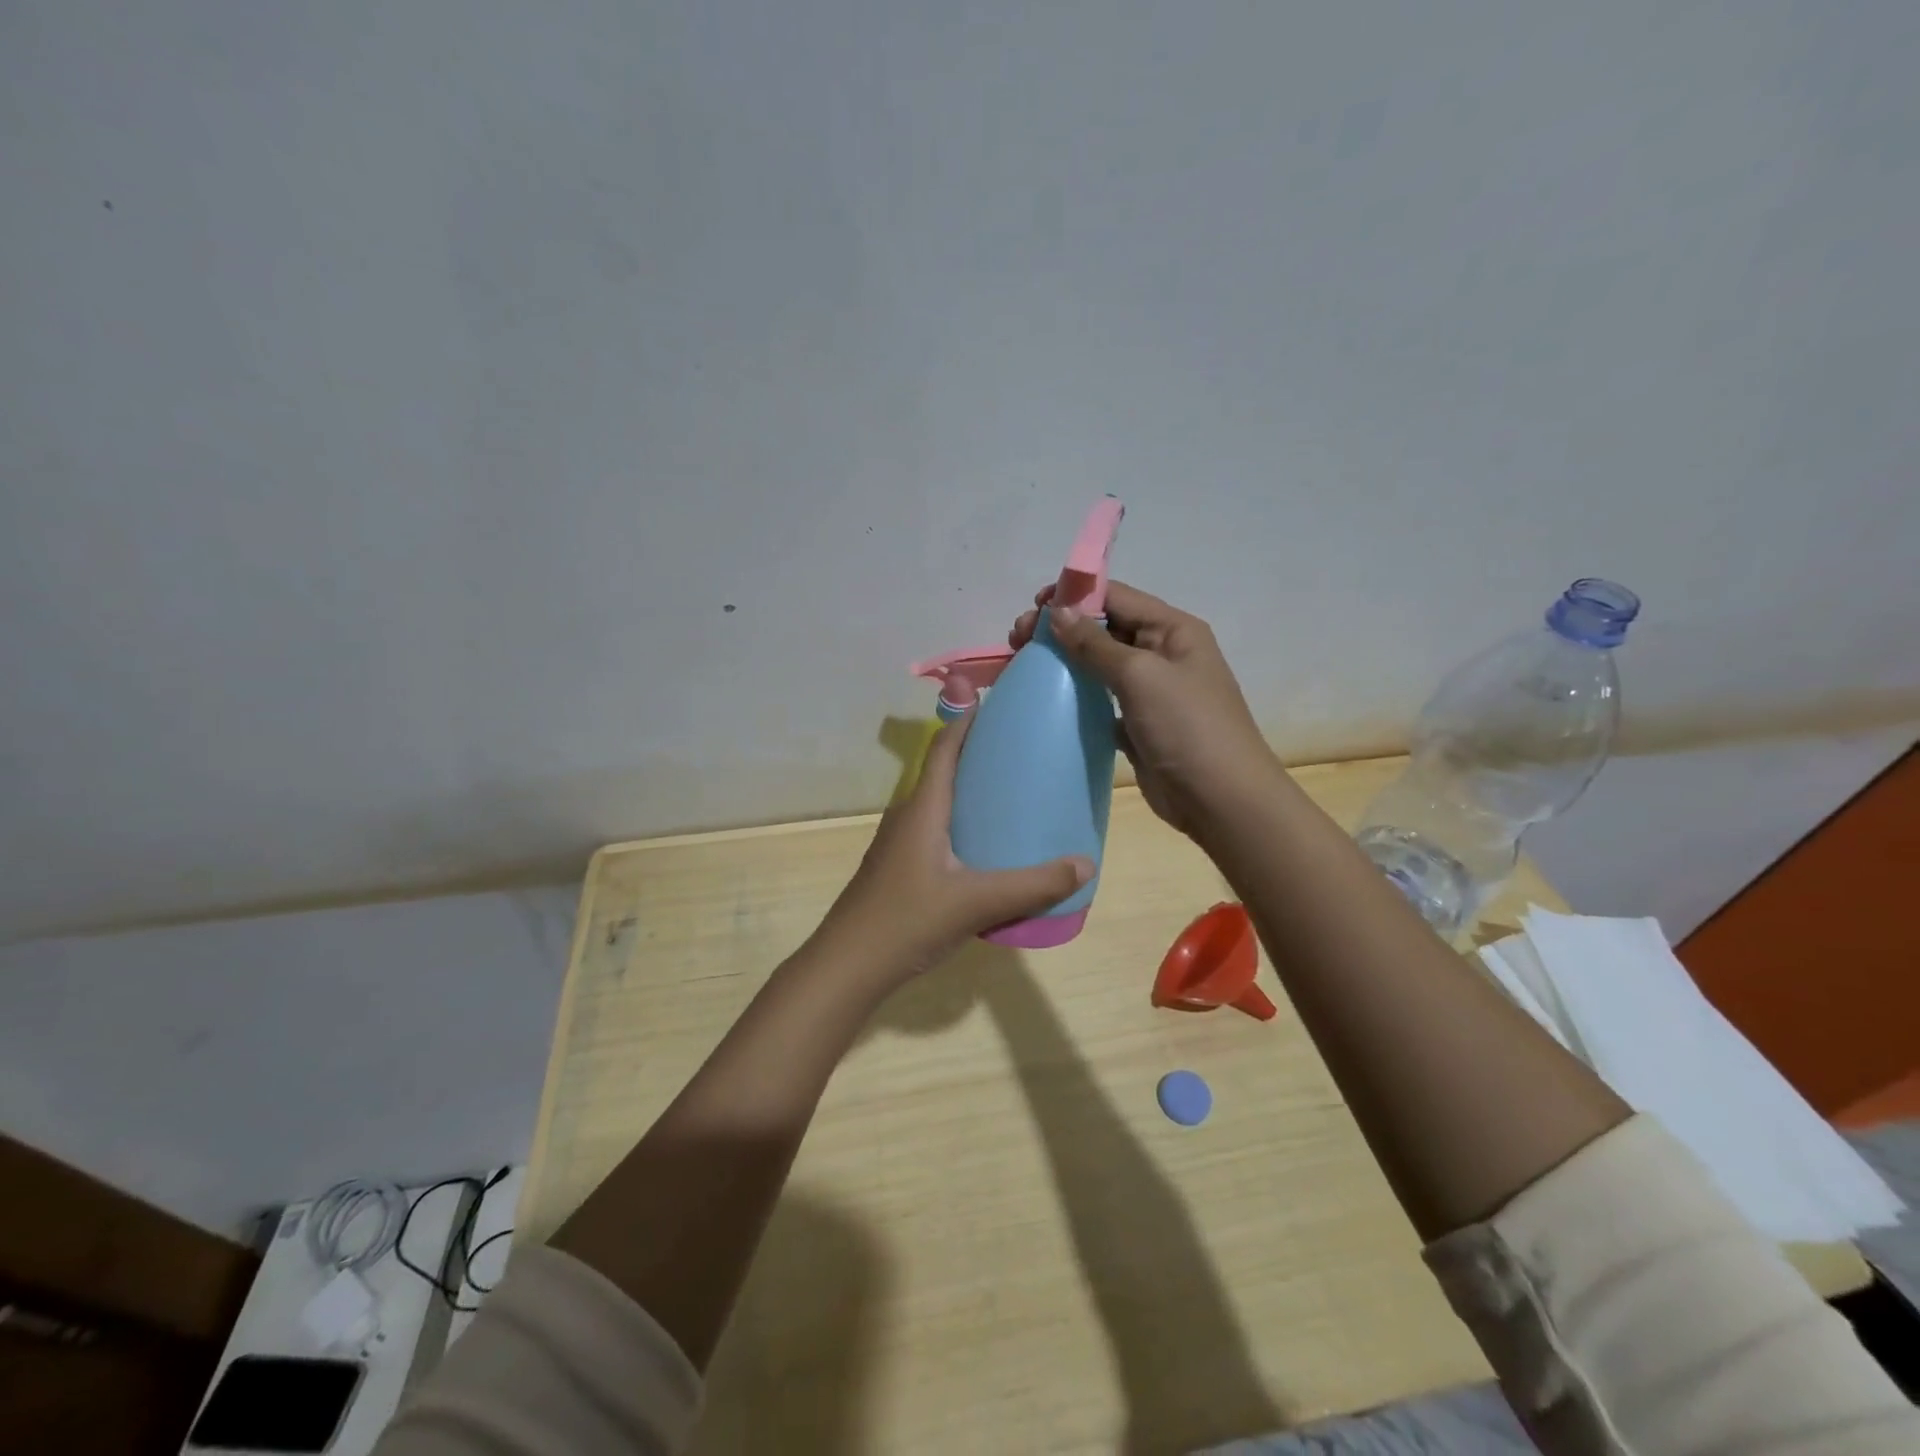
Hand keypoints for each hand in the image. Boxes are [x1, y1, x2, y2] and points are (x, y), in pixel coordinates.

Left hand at [816, 703, 1093, 982]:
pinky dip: (962, 825)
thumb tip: (1085, 864)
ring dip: (970, 794)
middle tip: (1022, 754)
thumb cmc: (908, 920)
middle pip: (944, 772)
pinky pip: (935, 831)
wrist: (848, 966)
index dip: (968, 721)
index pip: (944, 748)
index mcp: (923, 808)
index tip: (998, 704)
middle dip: (979, 757)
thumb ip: (1033, 885)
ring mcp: (899, 844)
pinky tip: (985, 849)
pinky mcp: (899, 868)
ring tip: (1012, 797)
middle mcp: (908, 816)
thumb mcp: (977, 902)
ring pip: (939, 805)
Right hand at [1011, 580, 1276, 839]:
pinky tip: (1046, 698)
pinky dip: (1075, 695)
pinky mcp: (1137, 724)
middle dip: (1062, 628)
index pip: (1118, 598)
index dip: (1075, 596)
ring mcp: (1150, 691)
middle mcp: (1162, 653)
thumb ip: (1096, 643)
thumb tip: (1059, 611)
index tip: (1033, 606)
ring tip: (1025, 662)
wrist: (1220, 799)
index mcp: (1173, 630)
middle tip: (1019, 639)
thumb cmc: (1186, 726)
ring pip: (1099, 664)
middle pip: (1105, 628)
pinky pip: (1100, 699)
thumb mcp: (1141, 675)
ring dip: (1065, 660)